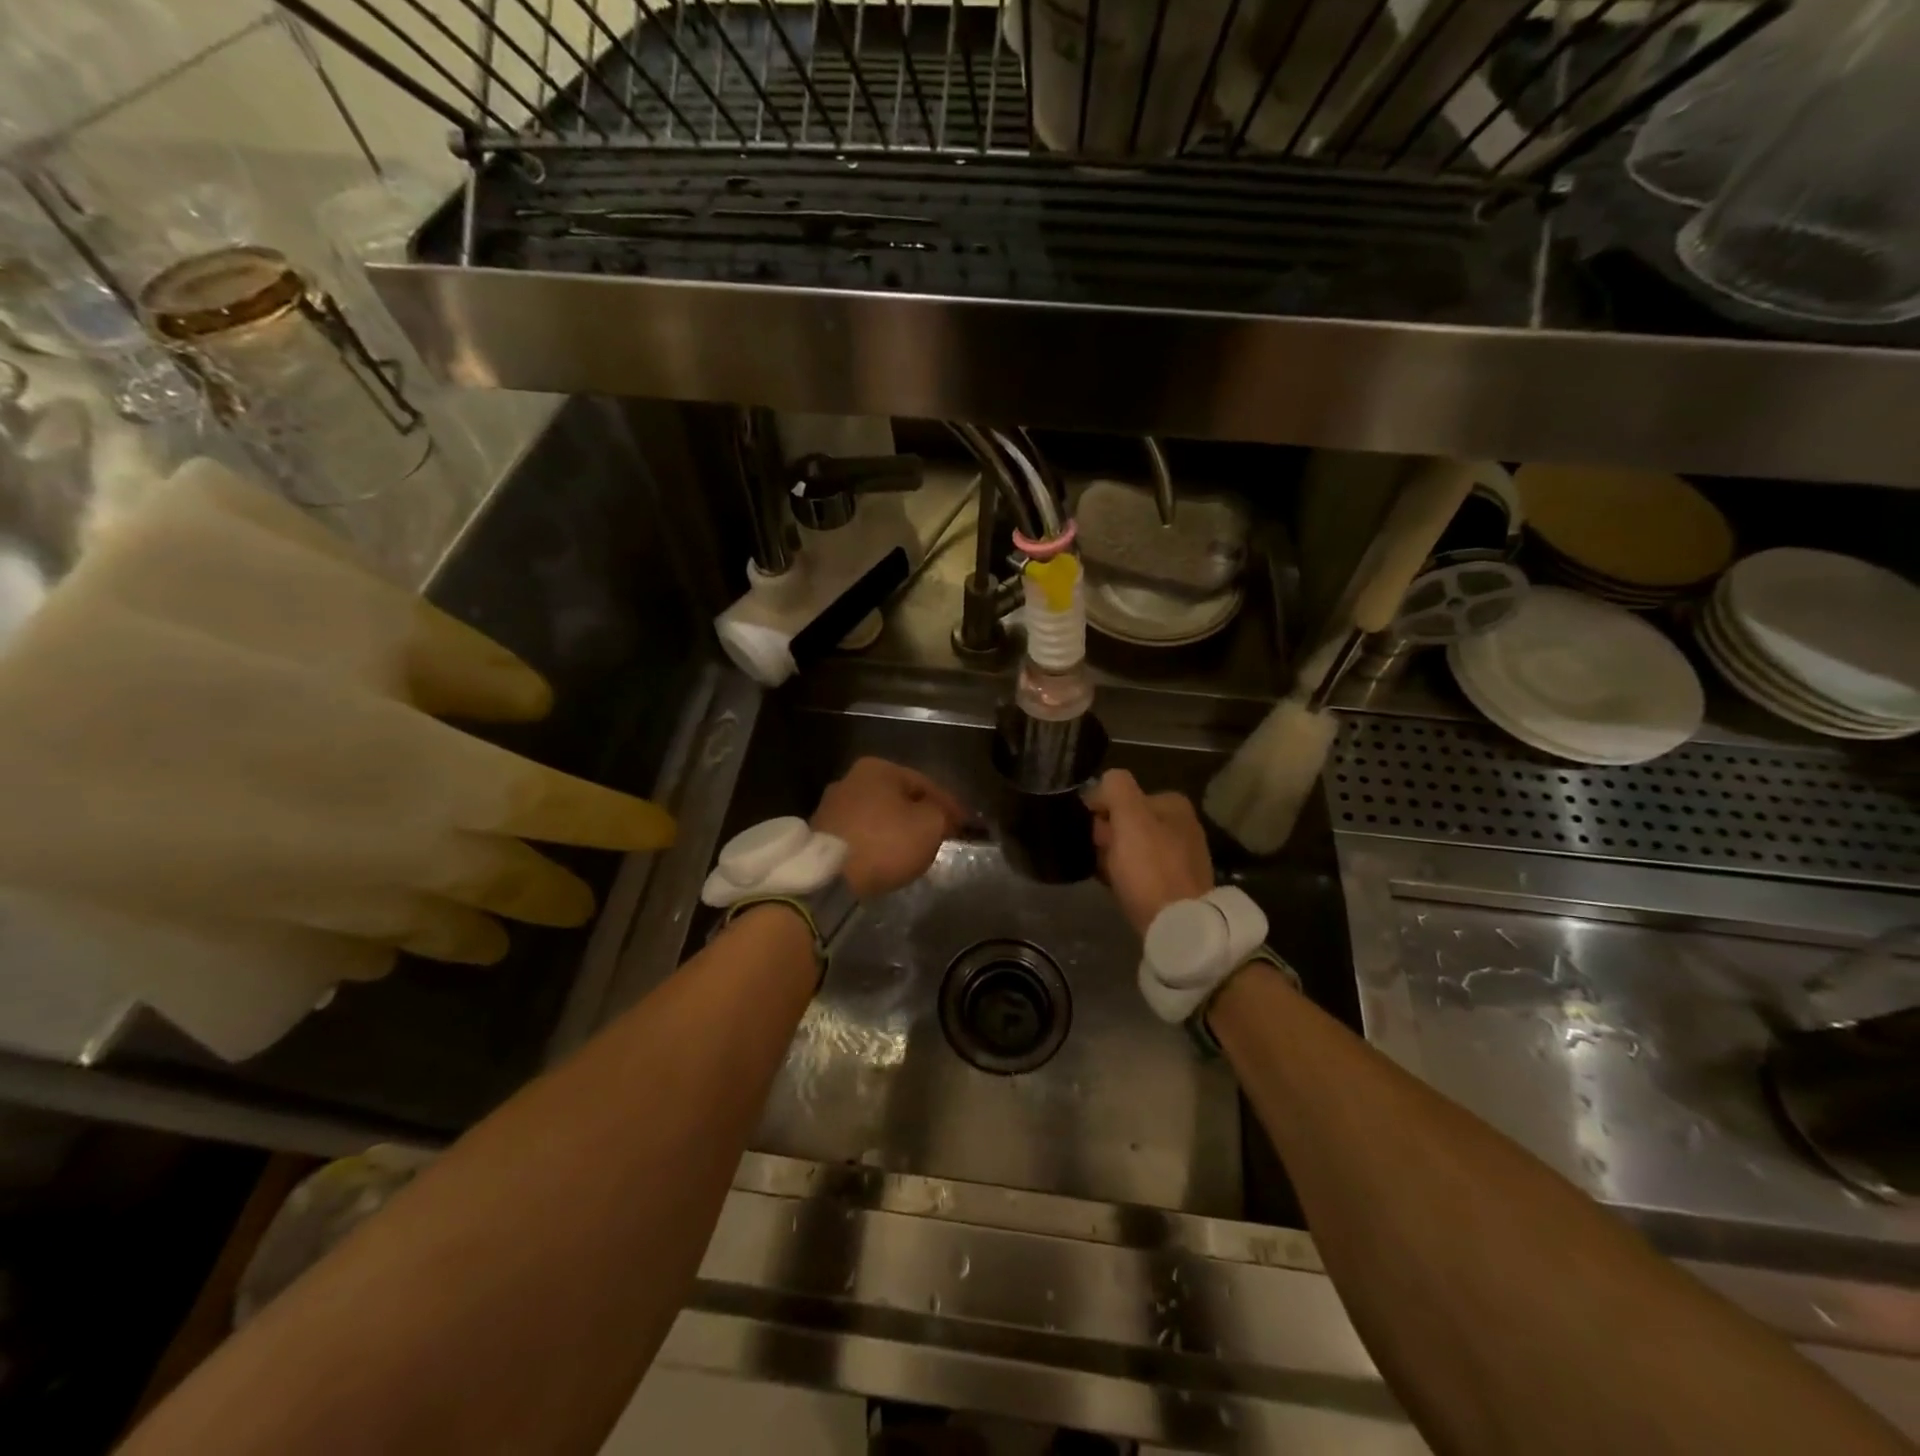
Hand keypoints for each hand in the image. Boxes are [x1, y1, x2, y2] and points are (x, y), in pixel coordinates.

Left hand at [812, 757, 968, 899]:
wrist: (829, 877)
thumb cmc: (886, 842)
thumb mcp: (930, 825)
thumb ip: (943, 815)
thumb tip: (944, 815)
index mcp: (878, 768)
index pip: (926, 783)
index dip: (950, 805)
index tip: (966, 825)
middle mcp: (851, 779)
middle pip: (899, 798)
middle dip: (921, 815)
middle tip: (941, 835)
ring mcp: (832, 806)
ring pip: (879, 816)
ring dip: (898, 830)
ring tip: (915, 850)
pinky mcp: (821, 834)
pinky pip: (861, 834)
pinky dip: (877, 843)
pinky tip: (887, 858)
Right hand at [1084, 769, 1214, 936]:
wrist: (1179, 925)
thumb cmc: (1151, 867)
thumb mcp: (1130, 816)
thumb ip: (1116, 788)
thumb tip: (1103, 784)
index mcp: (1173, 804)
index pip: (1121, 796)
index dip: (1100, 813)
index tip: (1094, 834)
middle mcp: (1181, 825)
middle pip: (1126, 822)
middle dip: (1107, 837)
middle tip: (1101, 857)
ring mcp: (1181, 856)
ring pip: (1130, 848)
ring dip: (1113, 858)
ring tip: (1107, 875)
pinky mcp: (1175, 885)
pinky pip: (1140, 872)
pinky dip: (1126, 876)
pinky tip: (1118, 887)